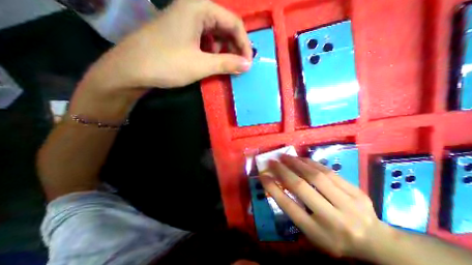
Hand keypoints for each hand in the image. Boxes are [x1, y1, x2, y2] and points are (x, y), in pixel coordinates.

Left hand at [83, 0, 251, 91]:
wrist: (131, 70)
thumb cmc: (167, 64)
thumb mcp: (201, 65)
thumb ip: (227, 63)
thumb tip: (248, 65)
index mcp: (199, 8)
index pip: (234, 23)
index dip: (244, 44)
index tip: (248, 63)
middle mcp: (194, 9)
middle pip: (225, 26)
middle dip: (235, 47)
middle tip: (240, 66)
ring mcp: (187, 21)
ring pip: (216, 34)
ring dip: (225, 50)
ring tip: (228, 65)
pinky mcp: (182, 33)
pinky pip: (205, 40)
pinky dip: (214, 51)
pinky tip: (213, 62)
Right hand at [260, 155, 388, 259]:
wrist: (376, 242)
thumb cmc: (335, 239)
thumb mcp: (312, 233)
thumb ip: (295, 210)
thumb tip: (278, 184)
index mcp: (318, 233)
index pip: (289, 206)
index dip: (273, 188)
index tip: (263, 175)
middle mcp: (332, 219)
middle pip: (301, 187)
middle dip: (282, 171)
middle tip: (272, 161)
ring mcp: (348, 204)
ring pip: (316, 176)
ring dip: (296, 163)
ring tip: (285, 156)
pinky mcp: (356, 191)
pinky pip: (329, 171)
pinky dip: (311, 162)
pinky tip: (301, 158)